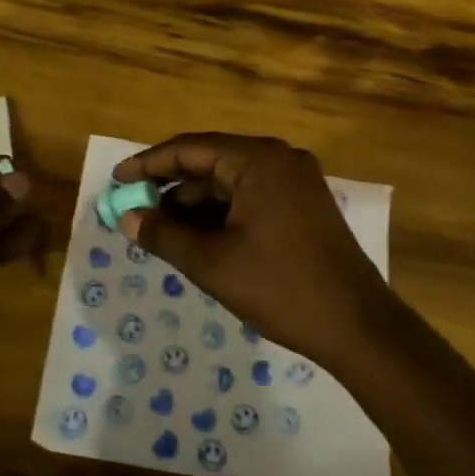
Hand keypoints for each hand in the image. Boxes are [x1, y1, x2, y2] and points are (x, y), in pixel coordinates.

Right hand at [111, 133, 393, 367]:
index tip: (117, 181)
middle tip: (135, 210)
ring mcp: (295, 181)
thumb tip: (127, 219)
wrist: (357, 326)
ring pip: (230, 183)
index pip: (190, 149)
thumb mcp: (212, 263)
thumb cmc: (280, 287)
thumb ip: (164, 235)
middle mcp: (279, 159)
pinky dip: (221, 214)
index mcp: (258, 160)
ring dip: (194, 205)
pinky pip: (250, 197)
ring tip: (160, 231)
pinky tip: (196, 237)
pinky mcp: (303, 204)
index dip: (148, 164)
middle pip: (211, 163)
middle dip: (170, 188)